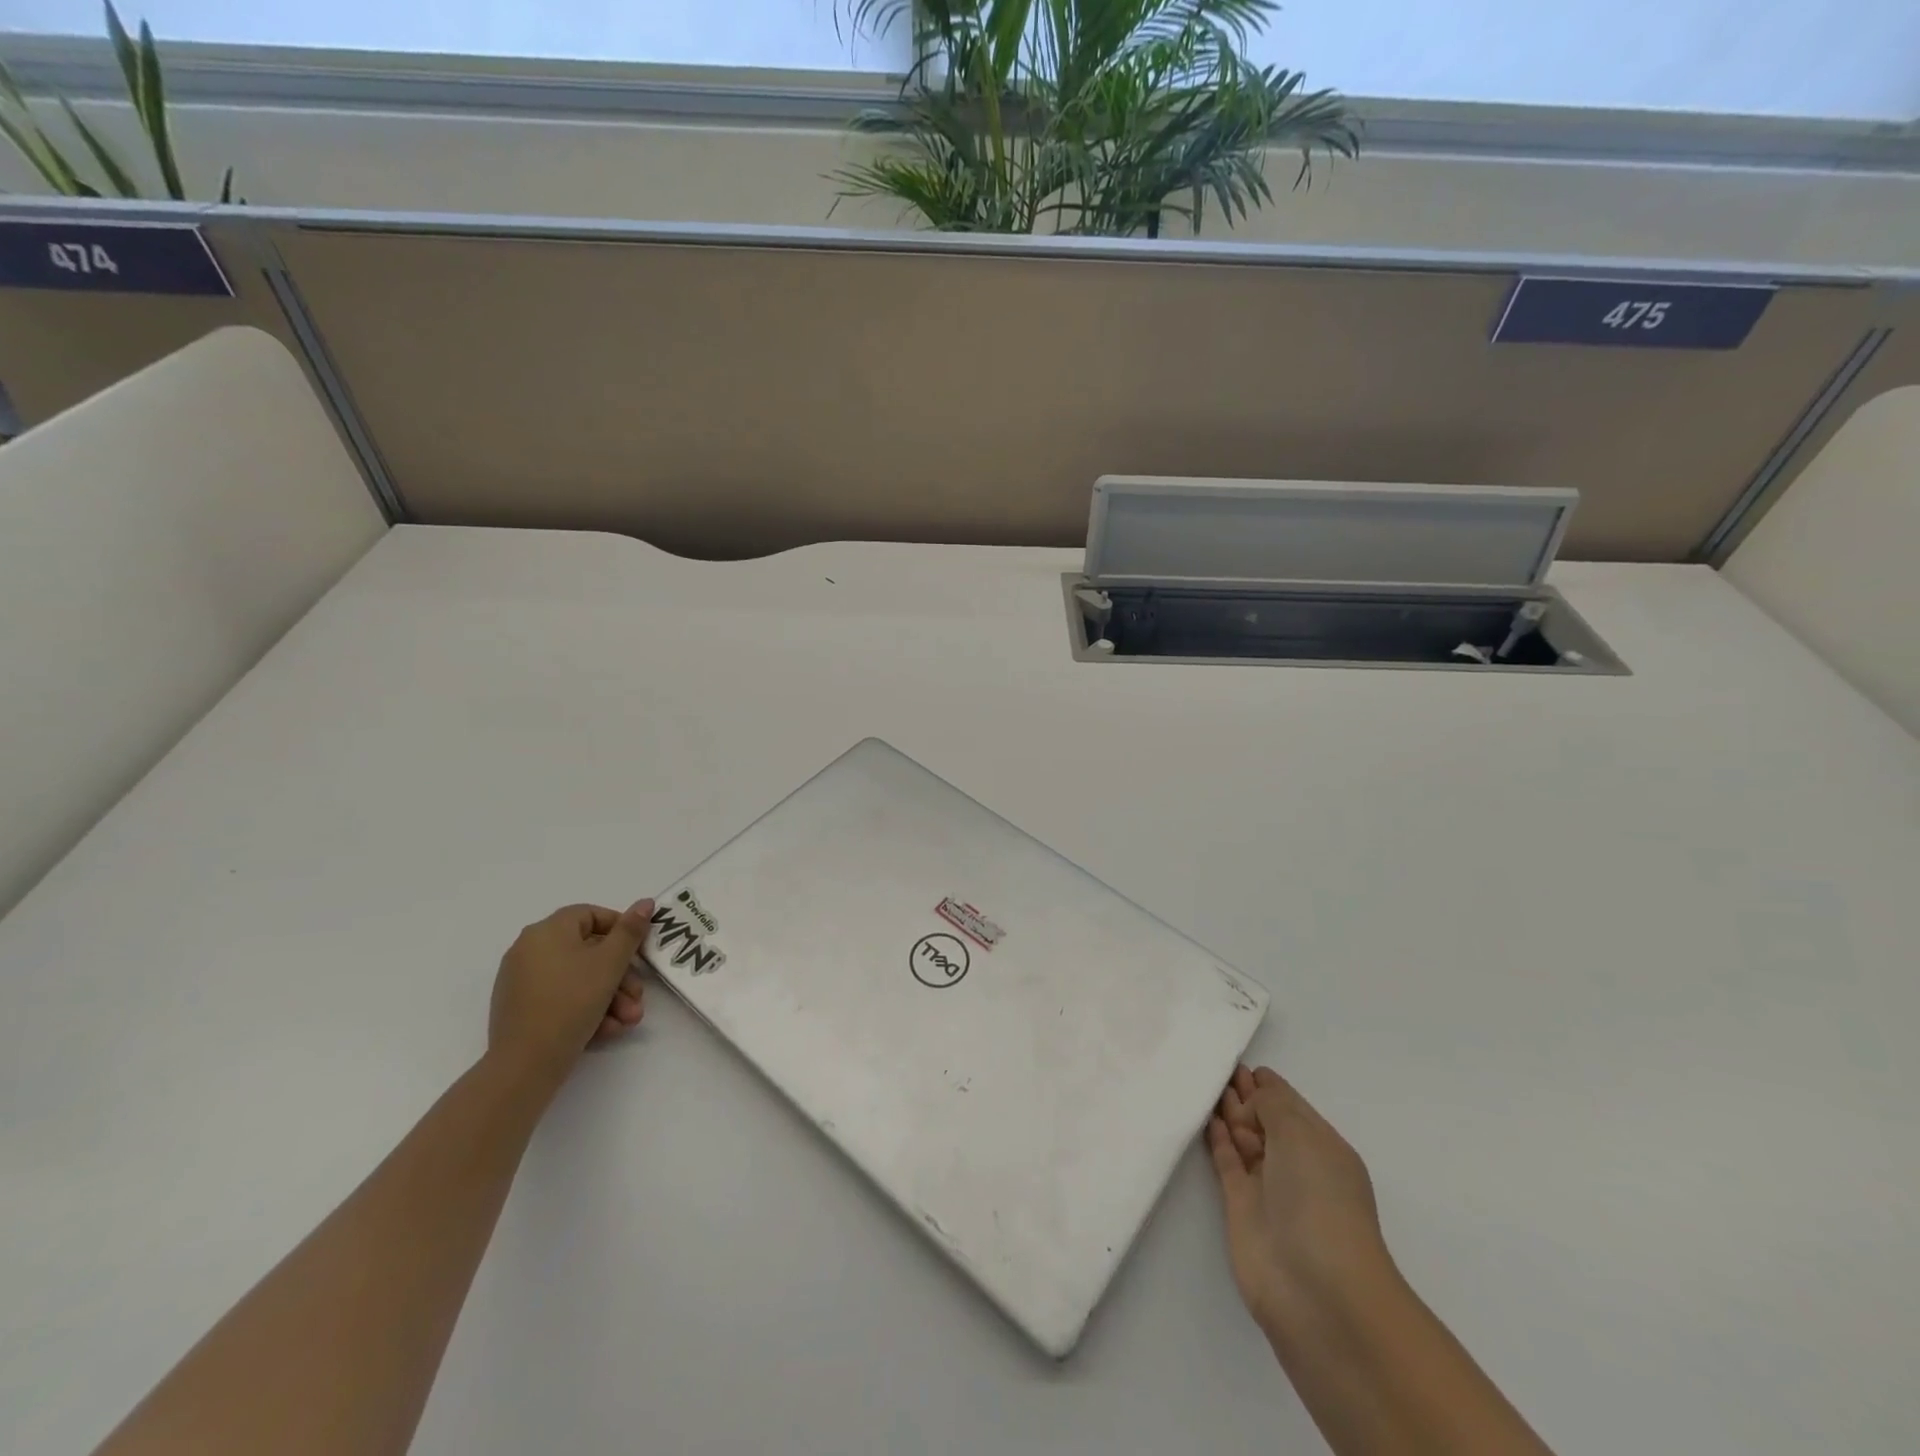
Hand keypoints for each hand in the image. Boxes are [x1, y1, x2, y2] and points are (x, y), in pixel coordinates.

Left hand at [487, 900, 652, 1088]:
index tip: (640, 952)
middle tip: (638, 997)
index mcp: (547, 931)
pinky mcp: (520, 1009)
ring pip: (578, 979)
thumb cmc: (571, 1001)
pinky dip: (586, 1009)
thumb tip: (645, 902)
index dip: (621, 929)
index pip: (591, 915)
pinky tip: (606, 1030)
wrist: (525, 1065)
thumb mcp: (610, 963)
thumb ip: (630, 930)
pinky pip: (562, 999)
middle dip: (620, 976)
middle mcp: (529, 950)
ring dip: (609, 997)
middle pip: (588, 952)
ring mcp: (522, 981)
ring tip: (627, 1020)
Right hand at [1207, 1064, 1395, 1334]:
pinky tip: (1204, 1118)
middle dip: (1244, 1094)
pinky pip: (1226, 1161)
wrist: (1317, 1290)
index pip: (1290, 1104)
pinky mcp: (1241, 1207)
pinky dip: (1216, 1139)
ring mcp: (1268, 1186)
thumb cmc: (1319, 1201)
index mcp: (1322, 1146)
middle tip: (1214, 1068)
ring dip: (1228, 1113)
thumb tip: (1250, 1099)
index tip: (1237, 1061)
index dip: (1266, 1084)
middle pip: (1265, 1119)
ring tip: (1204, 1085)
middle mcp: (1296, 1164)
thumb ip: (1271, 1105)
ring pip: (1244, 1138)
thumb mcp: (1301, 1136)